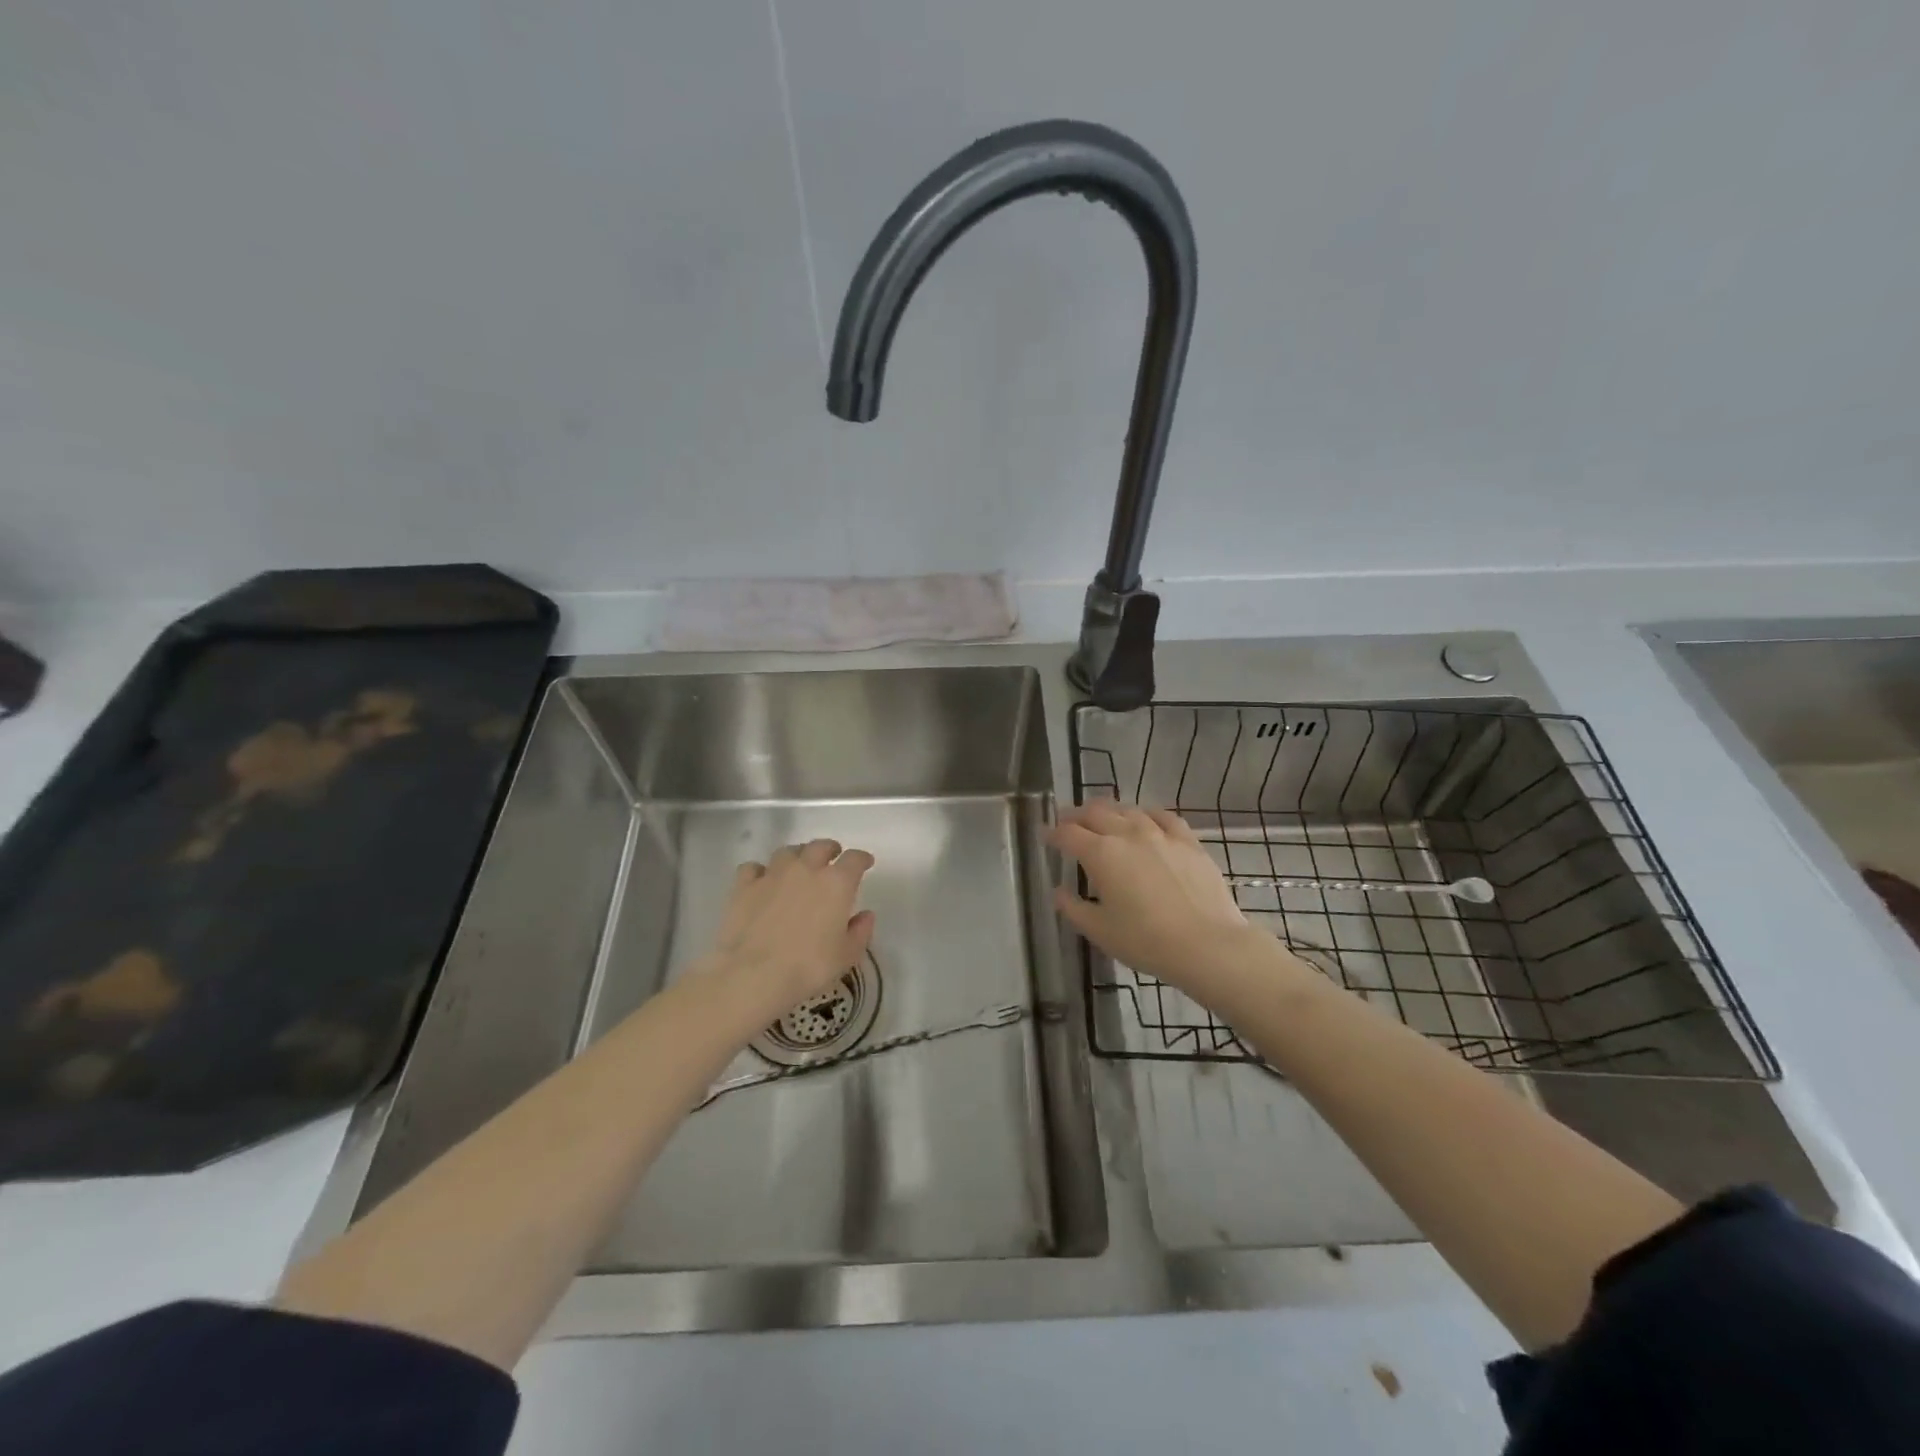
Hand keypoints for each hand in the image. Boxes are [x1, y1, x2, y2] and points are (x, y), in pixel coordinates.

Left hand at [705, 838, 876, 1009]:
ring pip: (787, 852)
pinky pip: (753, 868)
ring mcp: (772, 874)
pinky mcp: (744, 886)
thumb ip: (860, 932)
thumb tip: (866, 915)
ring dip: (797, 856)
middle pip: (820, 846)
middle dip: (829, 849)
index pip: (854, 859)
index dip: (862, 859)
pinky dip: (760, 872)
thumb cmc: (809, 967)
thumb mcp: (846, 956)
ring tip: (798, 867)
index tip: (865, 863)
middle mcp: (806, 869)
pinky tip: (762, 882)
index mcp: (836, 883)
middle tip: (832, 858)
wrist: (754, 975)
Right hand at [1048, 803, 1250, 993]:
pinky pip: (1163, 816)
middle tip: (1068, 822)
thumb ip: (1073, 908)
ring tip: (1104, 819)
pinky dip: (1147, 814)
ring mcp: (1160, 834)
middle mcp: (1127, 834)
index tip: (1045, 836)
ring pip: (1128, 810)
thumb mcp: (1100, 931)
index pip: (1068, 834)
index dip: (1053, 833)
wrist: (1207, 944)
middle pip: (1095, 812)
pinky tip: (1146, 819)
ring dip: (1109, 812)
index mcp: (1101, 854)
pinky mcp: (1188, 841)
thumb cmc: (1146, 941)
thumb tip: (1059, 892)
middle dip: (1076, 815)